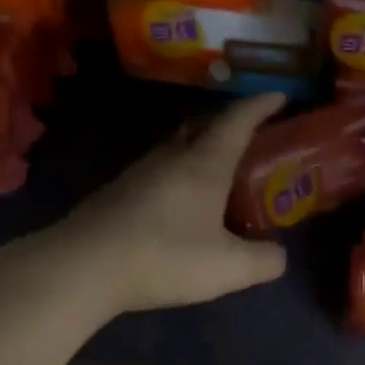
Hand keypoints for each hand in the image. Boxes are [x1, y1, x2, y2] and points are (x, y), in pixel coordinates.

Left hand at [56, 93, 288, 313]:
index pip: (238, 120)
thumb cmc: (165, 257)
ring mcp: (139, 173)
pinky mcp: (118, 194)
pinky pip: (159, 172)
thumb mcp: (229, 268)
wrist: (85, 266)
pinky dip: (180, 176)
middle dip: (229, 125)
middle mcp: (171, 157)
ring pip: (177, 148)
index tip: (280, 95)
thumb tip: (278, 254)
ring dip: (201, 151)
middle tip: (251, 138)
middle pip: (203, 126)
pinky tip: (182, 205)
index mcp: (204, 164)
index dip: (261, 105)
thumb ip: (264, 261)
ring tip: (219, 173)